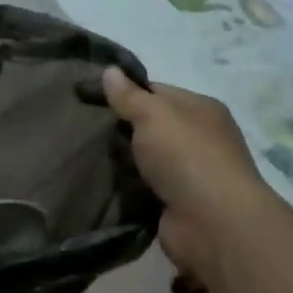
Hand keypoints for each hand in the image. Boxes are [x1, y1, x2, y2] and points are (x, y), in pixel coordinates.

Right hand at [102, 68, 274, 292]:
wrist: (211, 222)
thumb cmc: (186, 156)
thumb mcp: (153, 115)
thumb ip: (129, 96)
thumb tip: (110, 71)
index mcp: (201, 109)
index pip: (158, 92)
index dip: (126, 93)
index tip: (89, 98)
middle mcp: (199, 139)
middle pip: (152, 127)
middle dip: (121, 129)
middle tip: (81, 129)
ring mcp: (190, 173)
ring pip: (147, 160)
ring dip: (123, 161)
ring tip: (83, 157)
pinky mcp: (177, 204)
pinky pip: (145, 188)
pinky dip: (127, 188)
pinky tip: (101, 185)